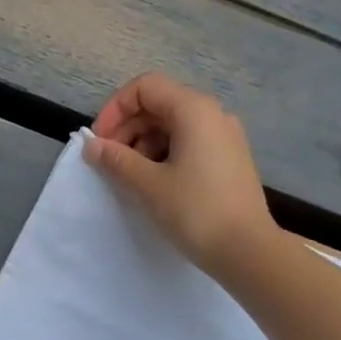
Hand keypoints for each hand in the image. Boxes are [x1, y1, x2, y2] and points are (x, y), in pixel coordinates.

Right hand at [84, 72, 277, 277]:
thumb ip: (116, 160)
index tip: (100, 142)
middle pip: (159, 105)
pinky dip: (165, 155)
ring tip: (130, 177)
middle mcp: (213, 114)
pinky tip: (154, 184)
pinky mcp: (230, 159)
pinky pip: (189, 143)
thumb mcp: (148, 184)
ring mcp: (225, 137)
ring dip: (144, 144)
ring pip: (173, 126)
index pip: (145, 88)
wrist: (248, 252)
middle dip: (128, 129)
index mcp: (194, 109)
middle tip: (109, 163)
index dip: (115, 109)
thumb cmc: (195, 211)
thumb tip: (92, 146)